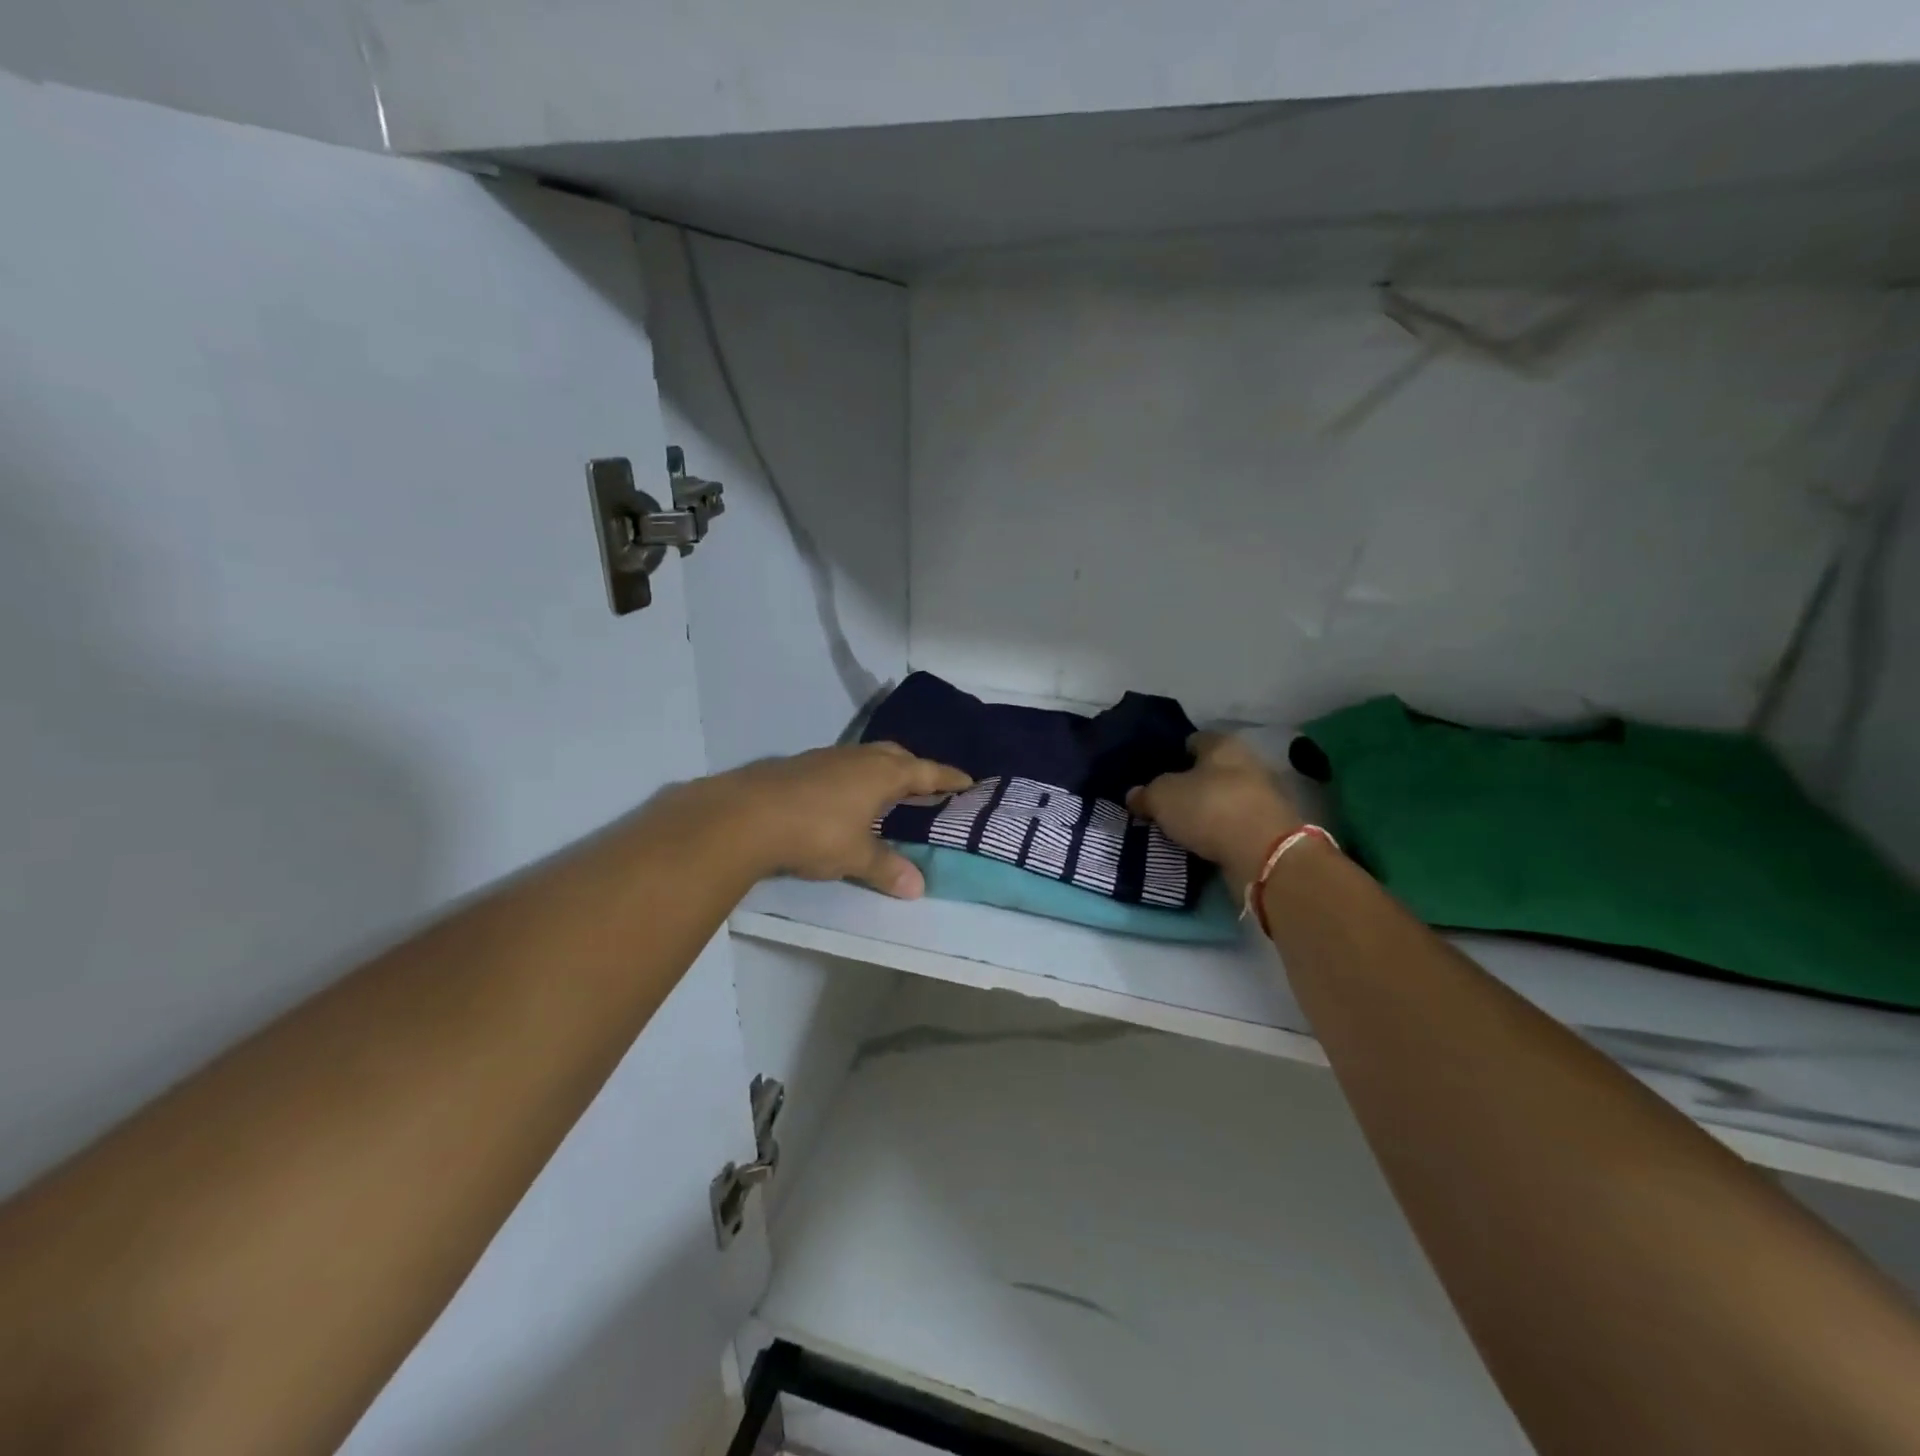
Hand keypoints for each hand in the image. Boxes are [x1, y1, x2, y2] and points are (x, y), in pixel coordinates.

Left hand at [709, 742, 970, 897]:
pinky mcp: (801, 765)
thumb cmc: (815, 832)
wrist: (747, 815)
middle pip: (897, 755)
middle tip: (927, 784)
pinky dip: (854, 776)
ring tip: (888, 789)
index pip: (926, 772)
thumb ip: (887, 868)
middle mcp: (859, 758)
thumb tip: (918, 888)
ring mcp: (827, 758)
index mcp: (882, 773)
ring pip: (866, 757)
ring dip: (883, 769)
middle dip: (915, 767)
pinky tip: (845, 796)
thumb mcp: (855, 856)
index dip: (948, 777)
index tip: (968, 780)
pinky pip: (842, 765)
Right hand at [1126, 733, 1302, 889]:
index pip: (1192, 740)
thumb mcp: (1162, 797)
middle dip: (1189, 785)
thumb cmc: (1209, 808)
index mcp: (1223, 744)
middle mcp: (1247, 762)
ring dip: (1205, 810)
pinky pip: (1234, 824)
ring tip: (1179, 826)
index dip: (1171, 755)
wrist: (1264, 854)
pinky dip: (1219, 831)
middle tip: (1163, 802)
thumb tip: (1134, 795)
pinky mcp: (1270, 827)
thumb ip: (1145, 794)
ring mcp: (1263, 796)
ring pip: (1223, 798)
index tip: (1153, 774)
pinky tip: (1201, 843)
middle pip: (1210, 770)